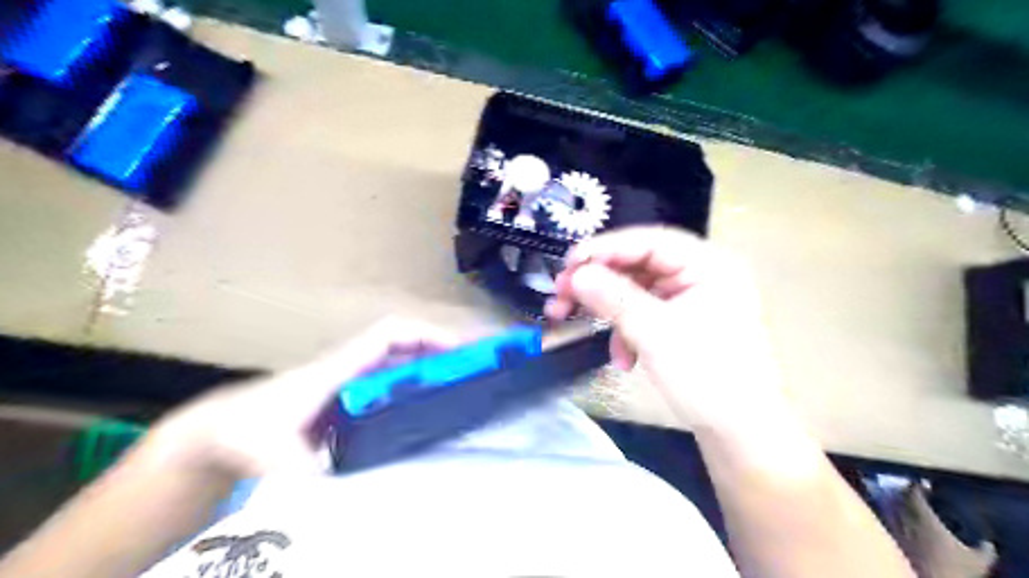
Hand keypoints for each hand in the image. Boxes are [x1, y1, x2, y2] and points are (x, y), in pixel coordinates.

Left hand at [142, 319, 454, 479]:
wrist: (220, 427)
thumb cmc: (248, 432)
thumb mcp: (281, 460)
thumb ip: (319, 474)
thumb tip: (364, 493)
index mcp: (341, 368)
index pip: (392, 334)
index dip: (429, 335)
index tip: (462, 352)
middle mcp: (353, 363)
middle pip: (408, 339)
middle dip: (445, 345)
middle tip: (480, 366)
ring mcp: (353, 374)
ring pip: (404, 355)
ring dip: (437, 360)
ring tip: (470, 379)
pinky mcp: (353, 388)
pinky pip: (395, 373)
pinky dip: (421, 376)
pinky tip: (436, 400)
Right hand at [551, 227, 785, 431]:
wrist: (742, 434)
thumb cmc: (707, 377)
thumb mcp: (655, 333)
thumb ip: (613, 298)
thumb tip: (576, 274)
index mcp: (709, 264)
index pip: (649, 241)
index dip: (605, 249)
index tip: (568, 264)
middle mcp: (702, 274)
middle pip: (639, 265)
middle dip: (599, 282)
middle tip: (562, 294)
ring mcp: (693, 299)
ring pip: (637, 290)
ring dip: (608, 309)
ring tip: (577, 324)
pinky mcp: (684, 322)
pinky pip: (646, 313)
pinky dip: (626, 330)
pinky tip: (622, 358)